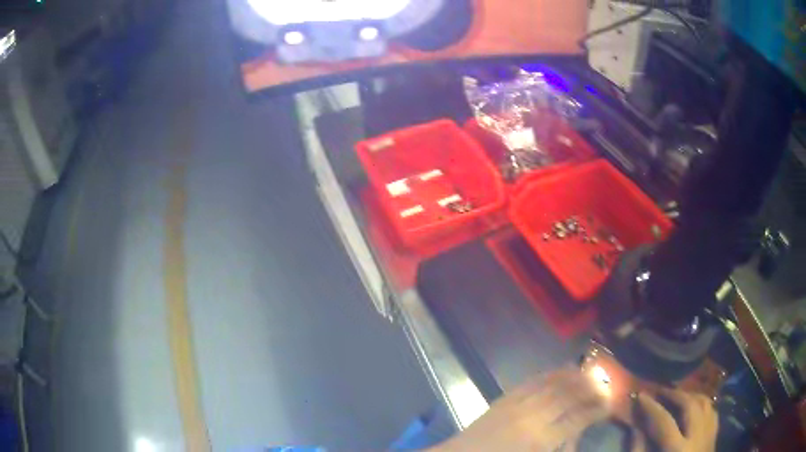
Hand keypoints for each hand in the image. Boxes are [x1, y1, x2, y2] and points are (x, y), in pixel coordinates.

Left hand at [430, 368, 608, 451]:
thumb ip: (559, 446)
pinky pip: (530, 382)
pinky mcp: (503, 398)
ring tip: (589, 372)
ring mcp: (515, 405)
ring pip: (551, 385)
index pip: (576, 421)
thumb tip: (577, 435)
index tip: (609, 403)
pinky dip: (549, 374)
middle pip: (567, 398)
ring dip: (572, 376)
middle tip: (604, 384)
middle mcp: (530, 418)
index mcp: (539, 439)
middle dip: (588, 389)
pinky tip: (560, 370)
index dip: (595, 411)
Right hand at [635, 387, 717, 451]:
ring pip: (705, 403)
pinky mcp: (714, 436)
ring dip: (691, 396)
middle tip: (661, 390)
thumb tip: (635, 427)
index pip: (664, 422)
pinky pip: (712, 412)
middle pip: (690, 405)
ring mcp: (709, 435)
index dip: (652, 406)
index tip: (641, 394)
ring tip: (677, 395)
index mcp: (677, 450)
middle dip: (675, 394)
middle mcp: (697, 437)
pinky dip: (702, 405)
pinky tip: (693, 406)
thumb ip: (639, 450)